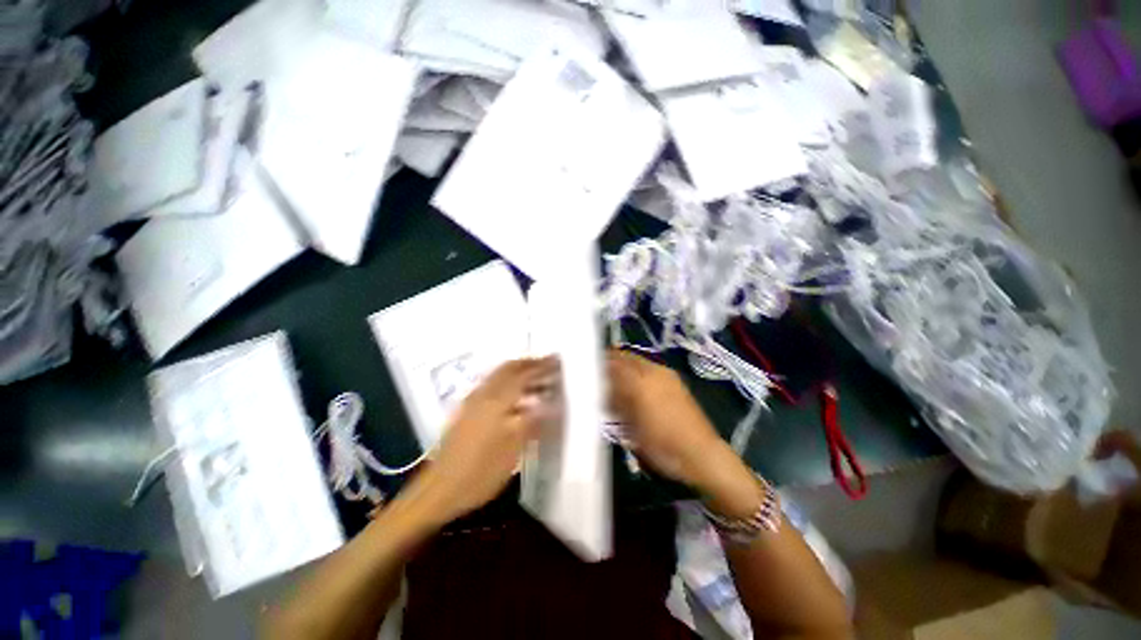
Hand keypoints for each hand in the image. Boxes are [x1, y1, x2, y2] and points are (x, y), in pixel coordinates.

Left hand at [412, 357, 559, 525]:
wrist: (438, 490)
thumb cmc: (480, 472)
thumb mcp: (512, 450)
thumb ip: (532, 422)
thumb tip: (550, 403)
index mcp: (496, 402)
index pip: (523, 375)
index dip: (541, 366)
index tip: (557, 360)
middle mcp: (483, 394)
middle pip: (508, 369)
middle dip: (529, 363)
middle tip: (548, 364)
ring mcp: (473, 402)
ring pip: (499, 376)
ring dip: (518, 372)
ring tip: (536, 378)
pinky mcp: (467, 410)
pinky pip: (491, 385)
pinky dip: (507, 382)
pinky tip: (515, 396)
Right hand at [606, 350, 729, 487]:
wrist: (702, 454)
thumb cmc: (662, 445)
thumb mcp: (631, 428)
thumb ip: (615, 403)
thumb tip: (601, 390)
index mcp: (639, 382)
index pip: (612, 364)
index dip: (598, 364)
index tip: (586, 369)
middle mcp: (652, 371)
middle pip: (625, 357)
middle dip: (610, 360)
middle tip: (597, 371)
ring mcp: (666, 374)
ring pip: (637, 360)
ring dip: (623, 364)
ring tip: (613, 378)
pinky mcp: (674, 380)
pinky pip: (649, 367)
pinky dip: (636, 370)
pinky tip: (633, 384)